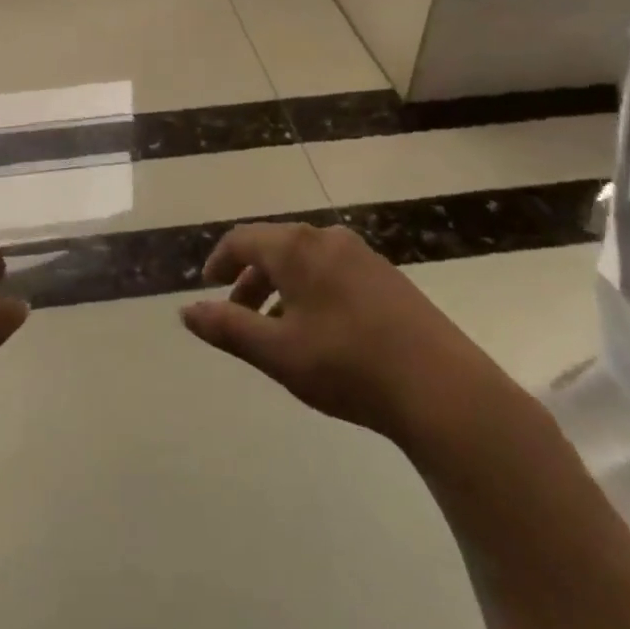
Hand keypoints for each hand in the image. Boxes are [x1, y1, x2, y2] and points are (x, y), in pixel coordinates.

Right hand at [182, 222, 515, 452]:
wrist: (443, 389)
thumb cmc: (348, 365)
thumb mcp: (277, 352)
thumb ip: (228, 328)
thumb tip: (186, 311)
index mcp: (297, 248)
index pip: (243, 239)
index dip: (220, 261)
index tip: (207, 286)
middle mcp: (328, 239)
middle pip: (275, 247)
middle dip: (249, 278)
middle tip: (236, 313)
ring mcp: (362, 256)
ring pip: (305, 261)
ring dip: (280, 288)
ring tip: (274, 330)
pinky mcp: (388, 278)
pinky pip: (332, 272)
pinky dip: (310, 292)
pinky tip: (318, 332)